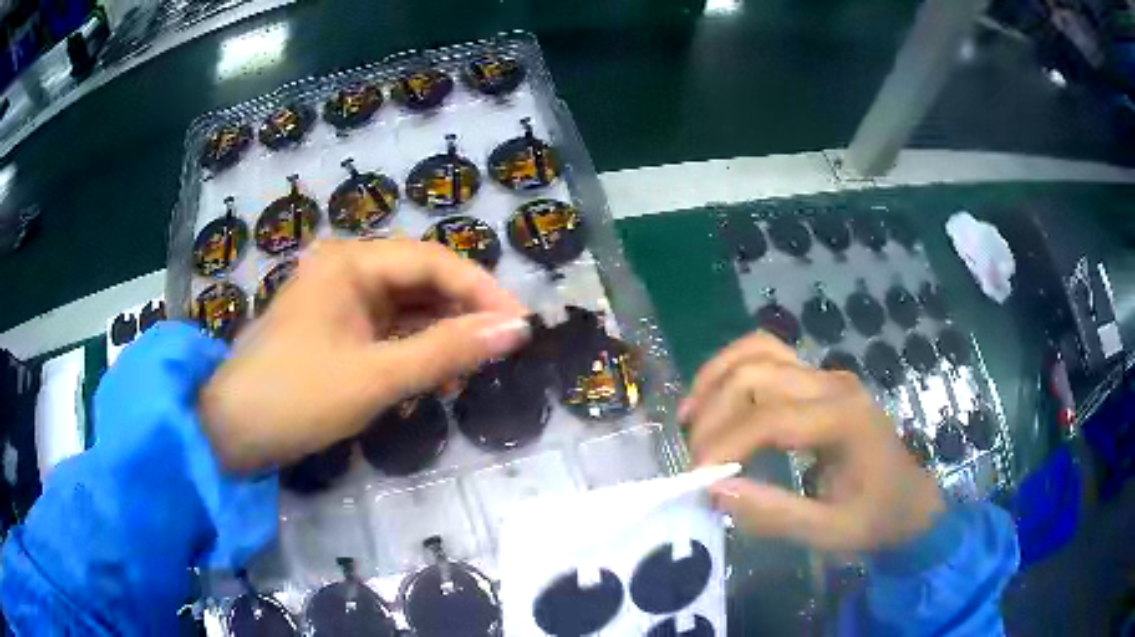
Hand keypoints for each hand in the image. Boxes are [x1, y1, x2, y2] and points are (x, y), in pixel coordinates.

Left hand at [198, 239, 529, 472]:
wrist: (231, 431)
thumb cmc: (297, 398)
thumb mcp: (375, 378)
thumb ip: (446, 352)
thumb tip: (516, 331)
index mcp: (350, 262)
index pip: (433, 261)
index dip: (481, 291)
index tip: (521, 326)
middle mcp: (345, 268)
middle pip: (420, 278)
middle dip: (462, 312)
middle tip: (501, 348)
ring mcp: (337, 298)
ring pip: (405, 305)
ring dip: (439, 334)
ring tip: (470, 368)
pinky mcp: (334, 327)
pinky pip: (386, 328)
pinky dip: (413, 349)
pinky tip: (432, 374)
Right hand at [680, 333, 943, 552]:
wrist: (910, 502)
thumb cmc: (876, 519)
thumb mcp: (830, 532)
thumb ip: (774, 514)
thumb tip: (714, 490)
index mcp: (845, 420)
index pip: (770, 419)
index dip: (724, 445)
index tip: (696, 479)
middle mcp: (834, 385)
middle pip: (756, 374)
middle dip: (713, 414)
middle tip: (694, 458)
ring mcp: (827, 376)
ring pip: (759, 350)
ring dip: (716, 377)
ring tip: (689, 416)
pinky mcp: (819, 381)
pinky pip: (768, 356)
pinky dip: (733, 370)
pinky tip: (717, 400)